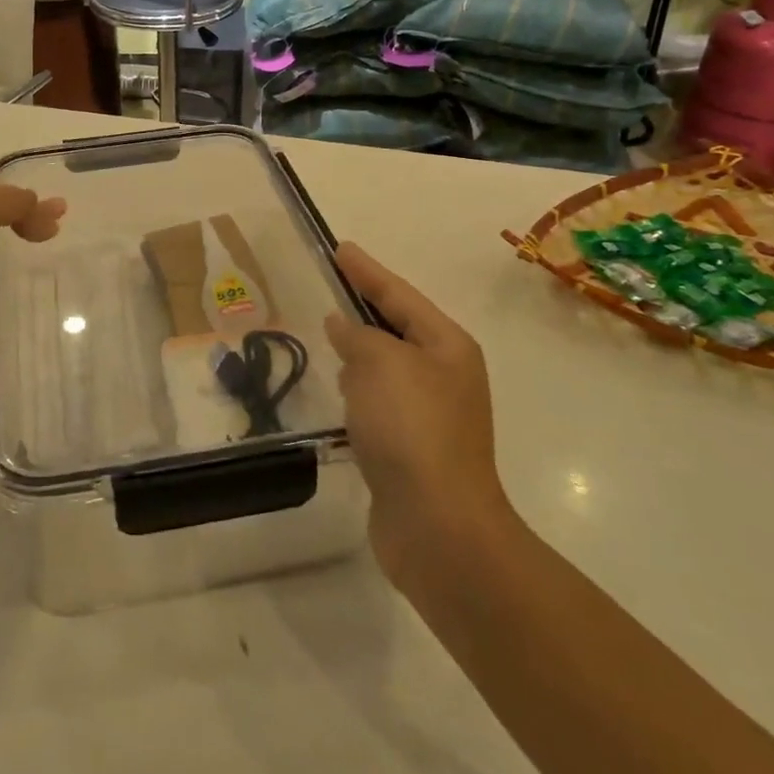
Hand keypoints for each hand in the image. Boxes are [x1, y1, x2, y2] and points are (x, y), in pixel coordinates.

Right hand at [324, 243, 511, 589]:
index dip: (366, 270)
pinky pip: (379, 400)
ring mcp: (430, 413)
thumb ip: (357, 336)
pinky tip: (338, 389)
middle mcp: (444, 374)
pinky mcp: (411, 447)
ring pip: (387, 365)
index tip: (339, 247)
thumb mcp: (380, 364)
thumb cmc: (411, 429)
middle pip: (397, 327)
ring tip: (327, 332)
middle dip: (364, 306)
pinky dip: (358, 388)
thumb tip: (343, 325)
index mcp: (447, 346)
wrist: (438, 526)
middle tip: (328, 285)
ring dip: (360, 349)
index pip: (398, 294)